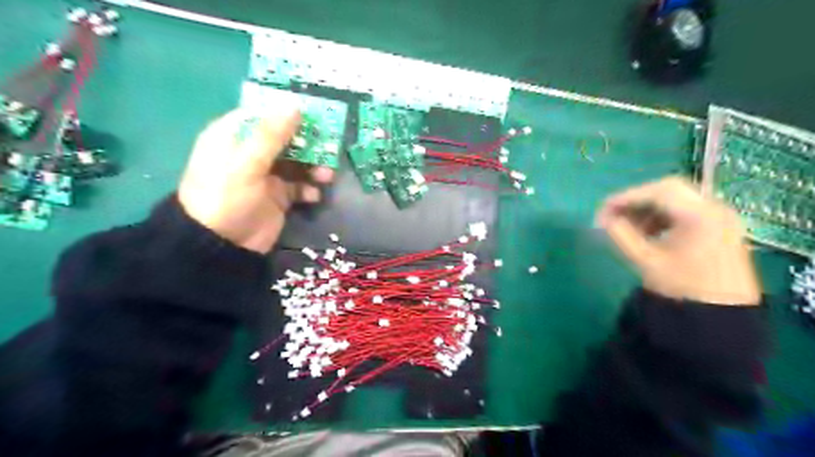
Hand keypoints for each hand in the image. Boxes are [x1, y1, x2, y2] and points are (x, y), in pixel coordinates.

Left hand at [179, 100, 331, 252]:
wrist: (222, 246)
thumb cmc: (227, 197)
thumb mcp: (246, 163)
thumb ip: (271, 135)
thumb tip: (294, 106)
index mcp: (234, 137)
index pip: (263, 114)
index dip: (287, 112)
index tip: (313, 112)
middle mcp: (251, 153)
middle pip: (286, 138)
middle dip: (308, 143)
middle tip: (329, 146)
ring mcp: (267, 175)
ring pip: (297, 162)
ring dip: (313, 167)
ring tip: (326, 176)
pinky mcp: (279, 196)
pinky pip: (300, 186)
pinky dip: (309, 189)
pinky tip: (314, 195)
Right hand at [596, 176, 760, 305]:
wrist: (721, 318)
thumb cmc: (682, 289)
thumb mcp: (646, 260)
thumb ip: (622, 235)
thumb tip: (603, 219)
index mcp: (700, 215)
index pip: (659, 192)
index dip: (627, 197)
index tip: (604, 209)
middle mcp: (715, 209)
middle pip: (669, 190)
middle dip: (637, 200)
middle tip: (614, 214)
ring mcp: (720, 218)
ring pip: (678, 199)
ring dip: (649, 209)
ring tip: (628, 226)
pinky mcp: (719, 228)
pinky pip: (686, 212)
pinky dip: (663, 217)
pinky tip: (648, 233)